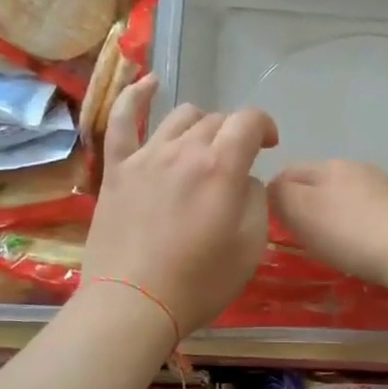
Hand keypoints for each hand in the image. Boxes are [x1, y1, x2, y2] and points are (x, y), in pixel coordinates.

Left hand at [82, 75, 277, 334]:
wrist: (134, 305)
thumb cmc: (200, 282)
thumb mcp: (251, 246)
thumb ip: (254, 199)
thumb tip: (242, 179)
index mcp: (221, 167)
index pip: (248, 121)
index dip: (264, 126)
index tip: (270, 145)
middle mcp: (183, 150)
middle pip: (216, 120)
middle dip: (234, 134)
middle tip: (238, 160)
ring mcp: (145, 156)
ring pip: (179, 117)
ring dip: (200, 124)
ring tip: (204, 144)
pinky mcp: (117, 170)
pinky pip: (122, 121)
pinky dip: (135, 97)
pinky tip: (148, 83)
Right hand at [268, 160, 387, 290]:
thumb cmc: (350, 232)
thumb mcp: (300, 210)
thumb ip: (278, 195)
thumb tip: (272, 190)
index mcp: (328, 165)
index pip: (288, 171)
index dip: (273, 195)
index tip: (270, 224)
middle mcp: (357, 168)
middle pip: (319, 183)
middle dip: (304, 205)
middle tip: (297, 237)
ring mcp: (385, 188)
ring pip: (346, 198)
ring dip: (334, 216)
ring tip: (330, 244)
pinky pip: (369, 214)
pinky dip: (358, 227)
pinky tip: (361, 247)